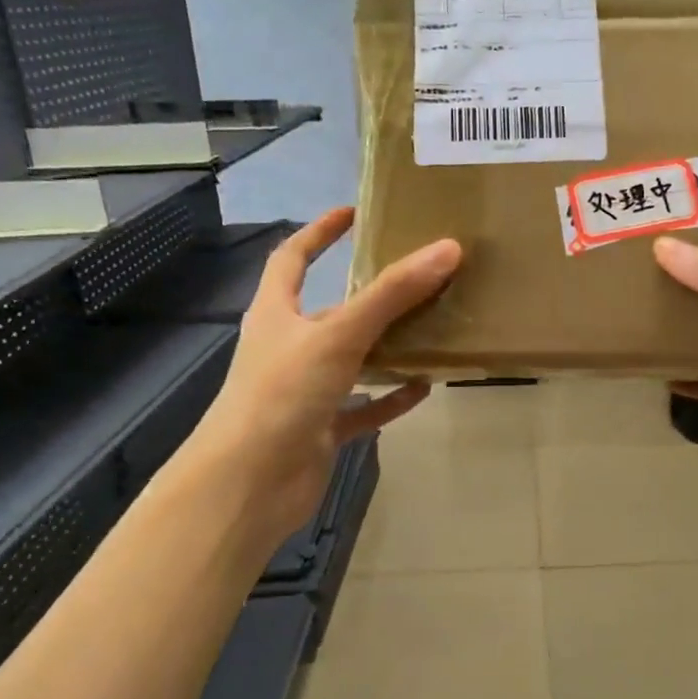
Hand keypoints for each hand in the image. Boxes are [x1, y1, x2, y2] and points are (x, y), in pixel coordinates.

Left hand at [189, 207, 460, 540]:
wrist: (250, 484)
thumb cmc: (283, 394)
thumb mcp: (339, 335)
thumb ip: (393, 294)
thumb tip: (448, 249)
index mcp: (277, 314)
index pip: (292, 259)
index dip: (319, 233)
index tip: (352, 215)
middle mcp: (288, 348)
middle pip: (331, 312)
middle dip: (370, 296)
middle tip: (418, 280)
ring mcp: (304, 392)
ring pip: (352, 361)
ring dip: (387, 348)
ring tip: (433, 331)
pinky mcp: (320, 430)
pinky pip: (362, 408)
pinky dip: (389, 398)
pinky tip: (423, 388)